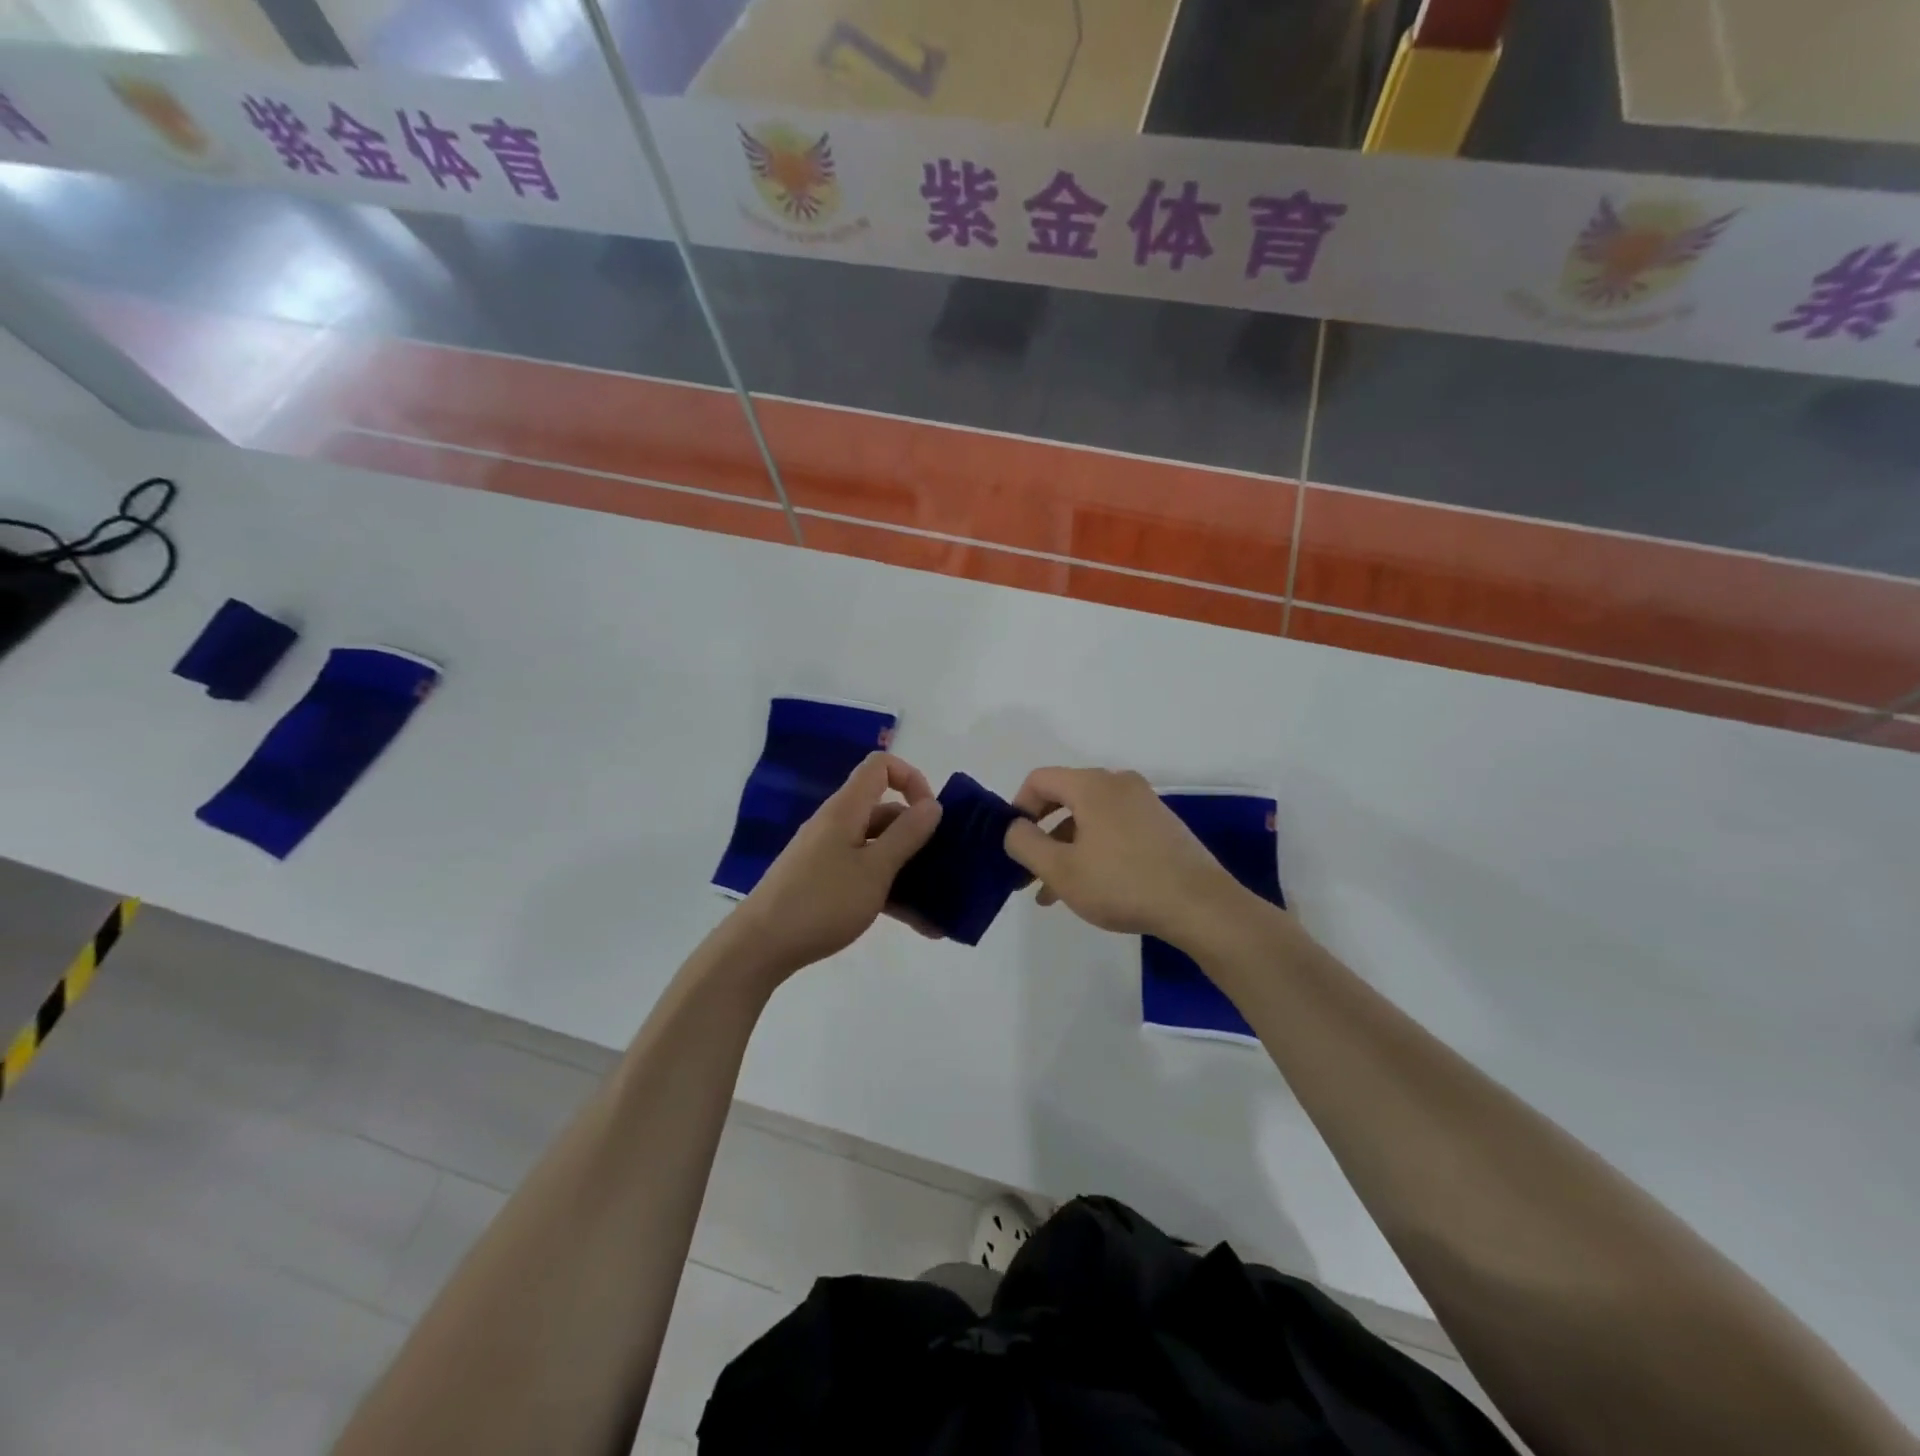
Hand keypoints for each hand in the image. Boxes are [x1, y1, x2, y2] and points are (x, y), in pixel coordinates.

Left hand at [732, 752, 942, 980]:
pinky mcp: (823, 882)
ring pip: (878, 849)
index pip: (880, 767)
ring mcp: (828, 854)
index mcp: (846, 809)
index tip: (931, 814)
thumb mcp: (874, 870)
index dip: (911, 779)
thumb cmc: (822, 902)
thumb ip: (906, 835)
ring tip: (938, 908)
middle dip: (918, 835)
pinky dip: (890, 892)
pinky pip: (865, 875)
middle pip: (884, 812)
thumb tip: (932, 803)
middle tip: (944, 866)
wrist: (760, 947)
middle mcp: (837, 824)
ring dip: (909, 871)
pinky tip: (917, 924)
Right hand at [1003, 767, 1245, 942]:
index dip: (1017, 808)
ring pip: (1089, 819)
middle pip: (1065, 798)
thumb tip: (1013, 827)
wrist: (1200, 905)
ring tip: (1051, 893)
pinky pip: (1113, 829)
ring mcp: (1144, 803)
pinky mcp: (1161, 825)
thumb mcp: (1061, 869)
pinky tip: (1087, 888)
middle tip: (1026, 871)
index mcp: (1092, 785)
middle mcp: (1118, 784)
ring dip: (1065, 849)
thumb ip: (1025, 843)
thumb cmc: (1122, 883)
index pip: (1040, 779)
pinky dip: (1093, 850)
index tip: (1012, 843)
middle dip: (1040, 835)